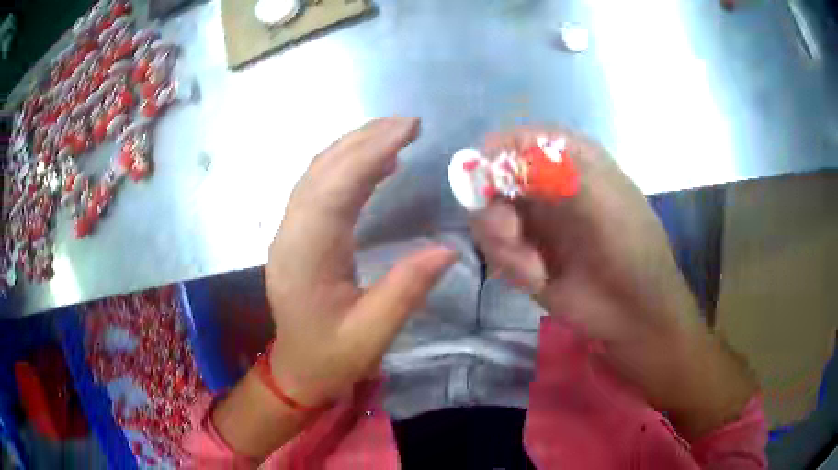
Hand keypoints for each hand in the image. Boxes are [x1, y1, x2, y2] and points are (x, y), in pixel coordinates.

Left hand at [265, 118, 455, 407]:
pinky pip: (320, 189)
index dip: (368, 153)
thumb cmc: (332, 358)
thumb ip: (406, 291)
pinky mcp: (298, 234)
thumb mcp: (372, 335)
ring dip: (355, 148)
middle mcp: (290, 235)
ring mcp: (290, 232)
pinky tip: (376, 164)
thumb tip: (448, 248)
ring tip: (396, 134)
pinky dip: (348, 168)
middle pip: (321, 172)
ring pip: (318, 174)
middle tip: (408, 123)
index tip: (406, 129)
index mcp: (304, 258)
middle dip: (364, 140)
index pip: (333, 190)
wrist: (297, 369)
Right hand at [471, 127, 755, 438]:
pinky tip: (535, 279)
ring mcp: (533, 220)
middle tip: (511, 234)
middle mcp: (545, 185)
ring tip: (531, 267)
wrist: (634, 311)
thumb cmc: (629, 247)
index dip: (496, 158)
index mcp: (568, 159)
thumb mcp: (601, 198)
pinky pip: (495, 248)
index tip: (491, 187)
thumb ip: (553, 169)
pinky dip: (508, 264)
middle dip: (494, 208)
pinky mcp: (523, 253)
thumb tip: (491, 151)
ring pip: (487, 215)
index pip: (515, 141)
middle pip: (492, 179)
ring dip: (502, 242)